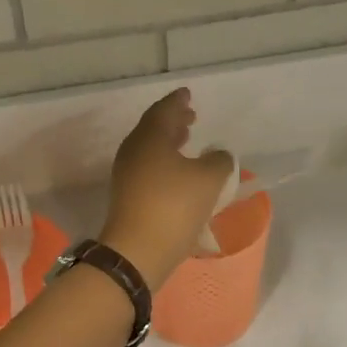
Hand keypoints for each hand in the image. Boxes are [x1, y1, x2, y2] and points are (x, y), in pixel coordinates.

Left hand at [99, 88, 234, 286]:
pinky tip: (179, 172)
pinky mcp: (128, 197)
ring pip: (150, 149)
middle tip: (190, 116)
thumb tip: (217, 156)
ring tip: (187, 140)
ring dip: (169, 143)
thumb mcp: (210, 179)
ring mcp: (127, 175)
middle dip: (173, 121)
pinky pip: (148, 168)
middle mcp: (134, 151)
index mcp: (149, 137)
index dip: (177, 101)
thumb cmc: (174, 206)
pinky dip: (165, 162)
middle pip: (153, 128)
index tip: (187, 94)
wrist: (137, 251)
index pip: (164, 110)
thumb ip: (219, 161)